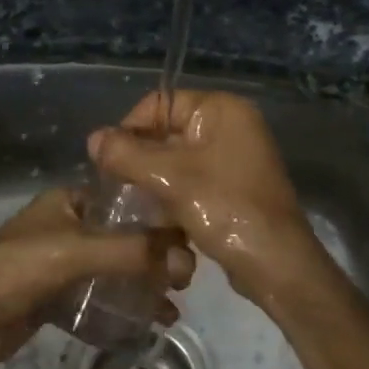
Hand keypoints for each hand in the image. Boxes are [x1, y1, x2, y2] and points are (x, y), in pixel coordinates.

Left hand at [0, 187, 195, 366]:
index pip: (127, 202)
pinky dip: (120, 309)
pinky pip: (98, 298)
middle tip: (184, 282)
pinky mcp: (57, 296)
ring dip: (141, 288)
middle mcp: (70, 227)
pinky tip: (146, 325)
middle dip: (155, 259)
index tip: (190, 242)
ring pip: (113, 271)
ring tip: (171, 309)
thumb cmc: (21, 267)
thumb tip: (186, 260)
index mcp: (71, 202)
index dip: (159, 220)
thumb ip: (132, 252)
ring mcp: (62, 263)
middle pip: (124, 239)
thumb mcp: (79, 251)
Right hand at [88, 90, 319, 302]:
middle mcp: (231, 126)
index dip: (129, 129)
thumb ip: (126, 155)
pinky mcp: (233, 187)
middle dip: (141, 160)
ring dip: (154, 182)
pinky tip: (158, 220)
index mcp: (222, 110)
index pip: (160, 104)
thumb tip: (92, 139)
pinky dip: (173, 196)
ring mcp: (234, 158)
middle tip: (117, 188)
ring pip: (176, 161)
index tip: (108, 162)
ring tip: (134, 206)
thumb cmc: (225, 208)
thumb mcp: (169, 178)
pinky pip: (191, 181)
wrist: (275, 264)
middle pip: (167, 132)